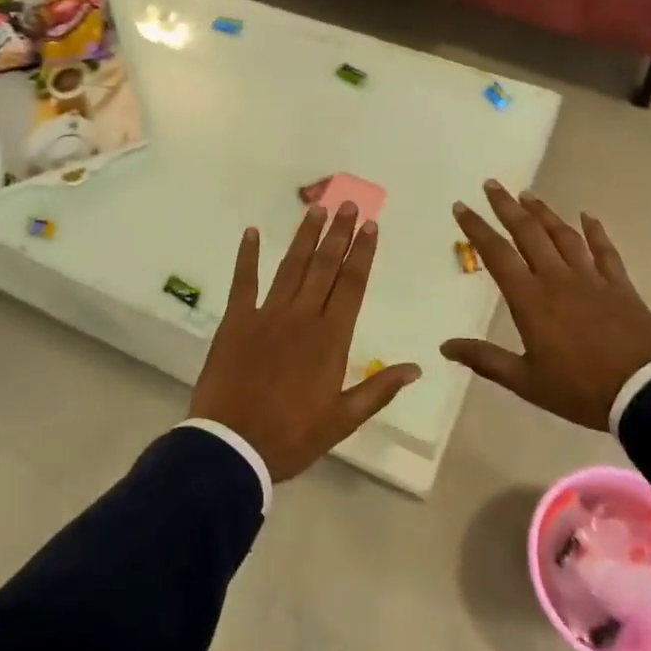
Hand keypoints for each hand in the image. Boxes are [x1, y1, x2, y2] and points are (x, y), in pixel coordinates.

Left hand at [191, 204, 420, 481]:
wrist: (233, 447)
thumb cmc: (292, 436)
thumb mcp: (343, 420)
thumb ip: (379, 389)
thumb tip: (417, 367)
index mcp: (330, 338)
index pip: (352, 284)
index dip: (362, 253)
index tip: (370, 226)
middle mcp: (302, 316)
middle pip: (324, 266)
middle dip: (338, 233)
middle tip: (347, 203)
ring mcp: (267, 314)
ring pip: (291, 266)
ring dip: (304, 237)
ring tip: (316, 209)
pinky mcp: (236, 320)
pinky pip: (243, 281)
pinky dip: (247, 256)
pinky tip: (252, 232)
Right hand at [441, 181, 650, 429]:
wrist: (643, 394)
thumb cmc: (578, 389)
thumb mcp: (525, 381)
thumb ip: (485, 359)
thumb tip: (445, 346)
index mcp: (530, 299)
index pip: (497, 254)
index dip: (477, 228)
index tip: (462, 207)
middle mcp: (556, 278)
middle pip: (528, 232)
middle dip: (506, 206)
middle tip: (492, 184)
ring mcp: (590, 278)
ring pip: (563, 235)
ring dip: (543, 212)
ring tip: (528, 194)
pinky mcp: (619, 285)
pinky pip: (605, 251)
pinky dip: (595, 231)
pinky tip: (588, 216)